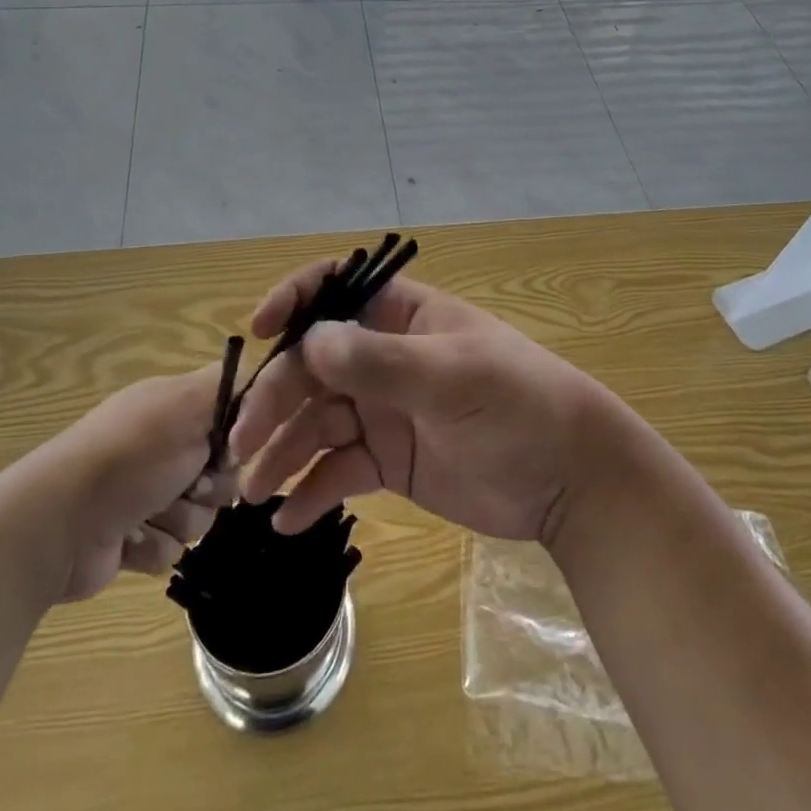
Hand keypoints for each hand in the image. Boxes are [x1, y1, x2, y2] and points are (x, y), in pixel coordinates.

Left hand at [18, 365, 237, 603]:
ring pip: (201, 515)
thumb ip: (234, 385)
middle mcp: (163, 444)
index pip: (233, 412)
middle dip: (211, 486)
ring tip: (148, 515)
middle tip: (190, 484)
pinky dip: (153, 545)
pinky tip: (128, 540)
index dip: (241, 434)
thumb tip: (264, 379)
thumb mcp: (188, 403)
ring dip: (180, 519)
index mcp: (174, 406)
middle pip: (224, 471)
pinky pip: (172, 548)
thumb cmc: (130, 456)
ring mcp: (146, 493)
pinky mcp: (133, 537)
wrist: (57, 526)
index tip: (234, 446)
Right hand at [229, 262, 626, 543]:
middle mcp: (384, 356)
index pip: (335, 289)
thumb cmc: (516, 405)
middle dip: (275, 398)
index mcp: (402, 316)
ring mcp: (384, 409)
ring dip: (282, 452)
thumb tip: (308, 341)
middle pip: (312, 366)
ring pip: (317, 421)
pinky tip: (289, 520)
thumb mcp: (450, 376)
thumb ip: (379, 361)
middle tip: (242, 445)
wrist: (569, 480)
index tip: (258, 331)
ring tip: (255, 492)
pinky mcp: (389, 460)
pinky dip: (312, 491)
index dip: (293, 302)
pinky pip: (338, 469)